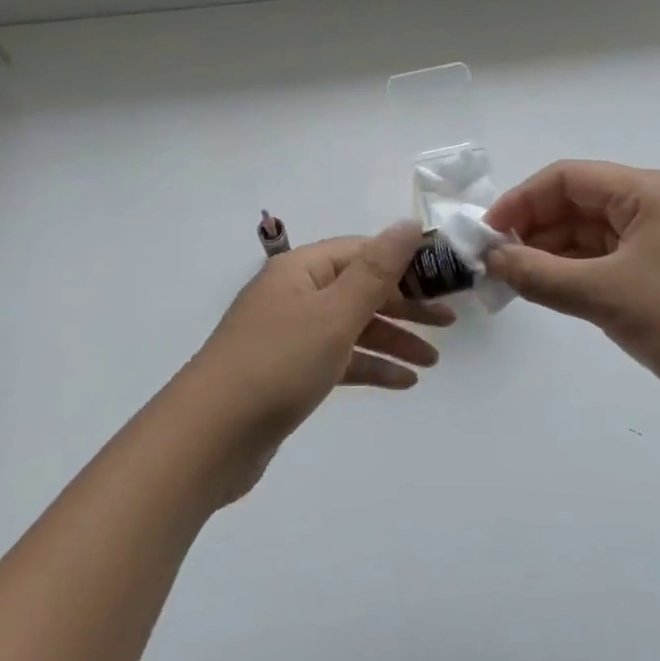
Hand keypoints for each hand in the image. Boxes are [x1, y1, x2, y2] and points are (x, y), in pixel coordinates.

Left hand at [181, 223, 452, 496]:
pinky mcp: (290, 373)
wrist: (210, 436)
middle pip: (359, 289)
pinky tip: (403, 383)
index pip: (362, 252)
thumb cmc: (278, 363)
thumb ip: (376, 270)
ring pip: (352, 327)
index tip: (444, 280)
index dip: (404, 263)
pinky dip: (369, 367)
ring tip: (432, 361)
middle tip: (449, 324)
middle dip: (405, 306)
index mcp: (301, 269)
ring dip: (392, 340)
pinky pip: (339, 360)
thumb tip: (408, 224)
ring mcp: (290, 335)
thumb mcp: (334, 312)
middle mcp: (295, 295)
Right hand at [483, 161, 659, 411]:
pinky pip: (606, 264)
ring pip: (589, 237)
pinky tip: (548, 294)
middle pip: (577, 205)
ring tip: (514, 282)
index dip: (521, 201)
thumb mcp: (604, 295)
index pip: (566, 178)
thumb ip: (539, 274)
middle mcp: (652, 209)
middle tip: (496, 264)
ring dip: (551, 255)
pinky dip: (574, 275)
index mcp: (645, 192)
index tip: (487, 235)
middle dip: (533, 230)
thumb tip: (492, 260)